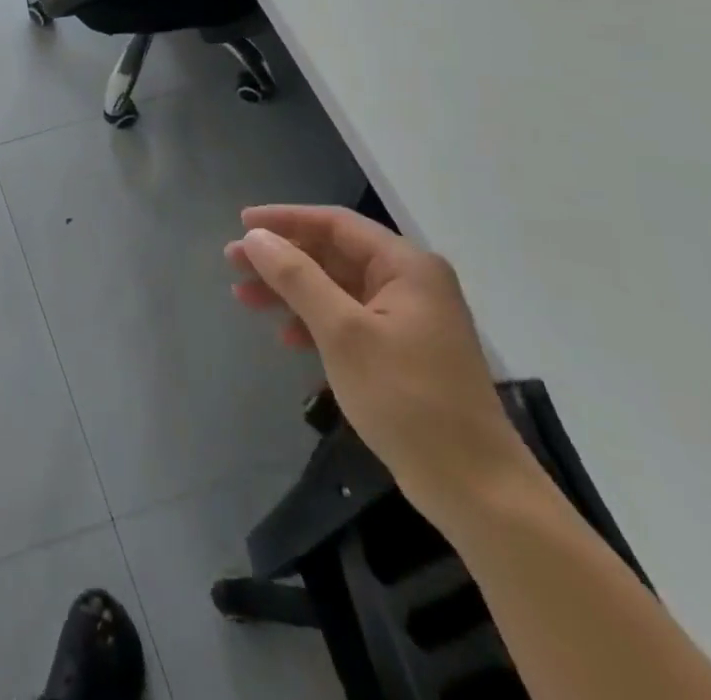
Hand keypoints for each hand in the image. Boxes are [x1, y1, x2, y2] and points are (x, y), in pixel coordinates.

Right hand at [226, 206, 530, 527]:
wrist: (476, 490)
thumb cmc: (407, 399)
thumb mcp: (343, 332)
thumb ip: (296, 277)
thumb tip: (256, 237)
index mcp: (406, 267)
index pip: (335, 223)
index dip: (285, 219)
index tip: (241, 224)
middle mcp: (410, 283)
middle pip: (332, 253)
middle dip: (281, 258)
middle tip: (233, 263)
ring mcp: (407, 319)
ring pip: (334, 287)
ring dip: (289, 289)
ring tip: (243, 297)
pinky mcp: (401, 351)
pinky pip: (346, 318)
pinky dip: (312, 321)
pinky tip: (285, 336)